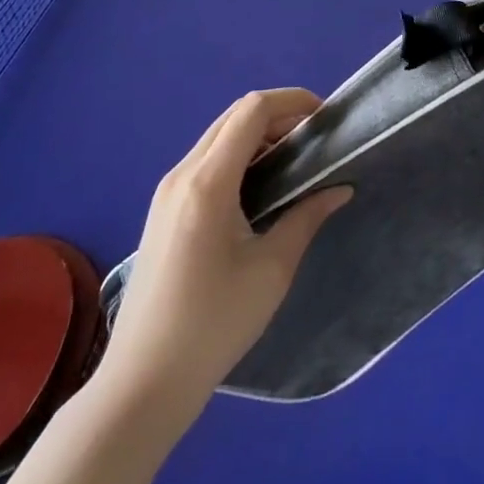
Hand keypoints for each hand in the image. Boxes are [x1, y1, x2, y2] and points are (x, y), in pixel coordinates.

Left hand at [102, 89, 350, 407]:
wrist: (143, 382)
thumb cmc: (213, 325)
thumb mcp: (272, 270)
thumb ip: (307, 217)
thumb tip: (340, 188)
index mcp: (208, 183)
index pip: (251, 111)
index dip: (292, 102)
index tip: (325, 118)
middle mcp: (182, 174)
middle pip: (233, 116)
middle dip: (278, 115)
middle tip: (315, 139)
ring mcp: (167, 191)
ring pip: (218, 136)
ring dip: (257, 134)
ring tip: (294, 160)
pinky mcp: (163, 209)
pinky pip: (205, 159)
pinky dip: (238, 154)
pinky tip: (260, 185)